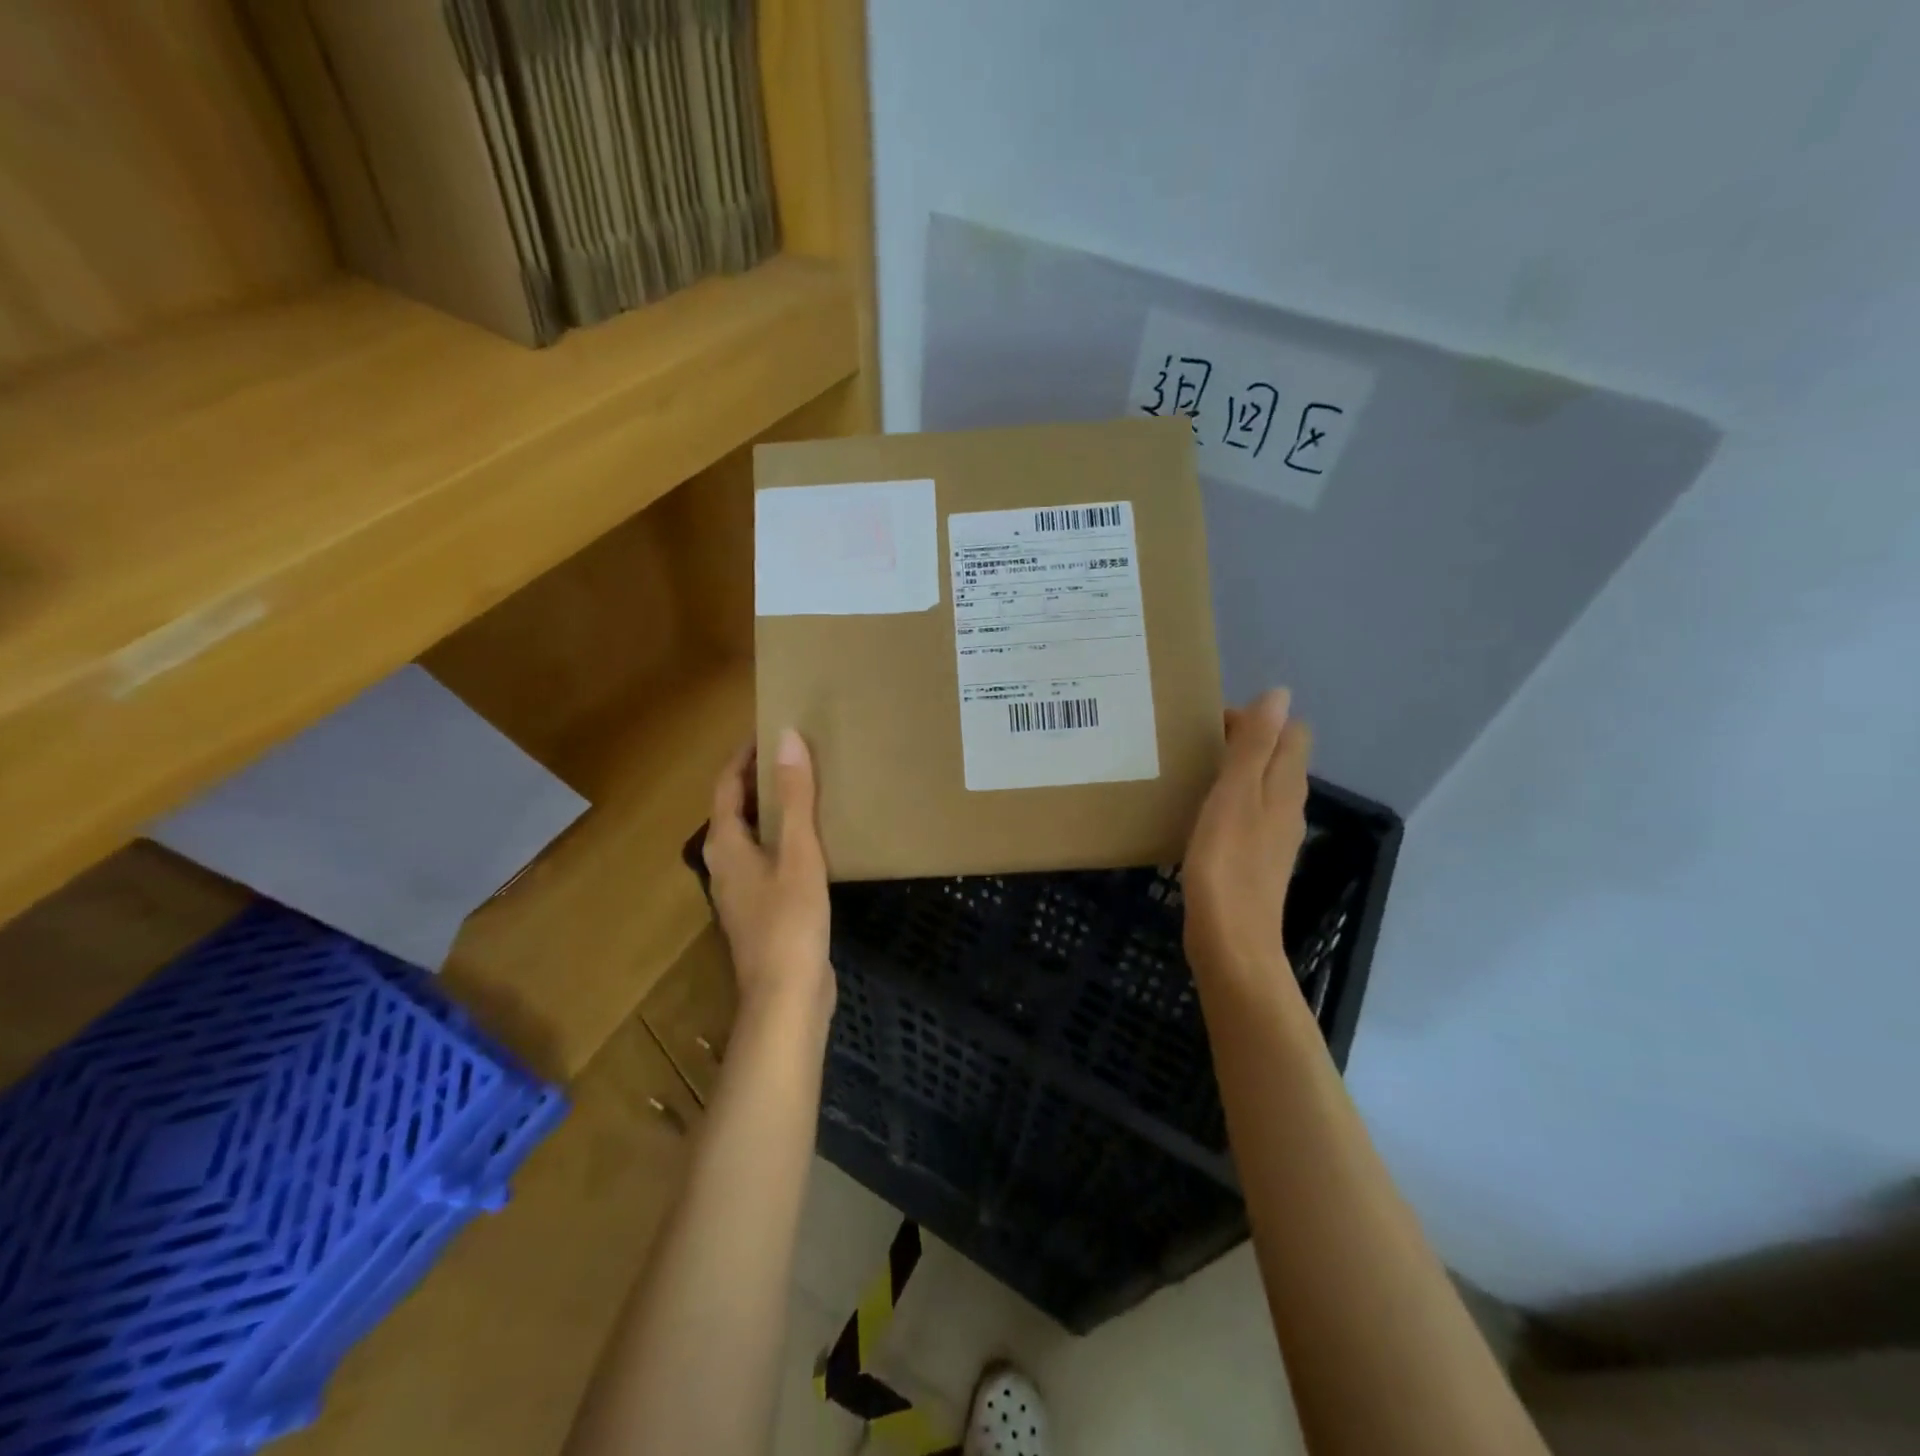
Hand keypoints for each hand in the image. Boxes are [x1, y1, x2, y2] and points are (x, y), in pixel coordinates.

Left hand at [703, 729, 834, 1026]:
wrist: (788, 997)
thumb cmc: (790, 921)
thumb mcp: (798, 852)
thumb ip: (795, 796)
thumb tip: (787, 738)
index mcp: (725, 845)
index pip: (727, 785)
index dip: (744, 755)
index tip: (769, 730)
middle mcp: (725, 863)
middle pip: (736, 809)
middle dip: (760, 779)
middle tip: (797, 754)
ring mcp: (742, 890)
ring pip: (753, 835)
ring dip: (774, 808)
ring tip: (809, 788)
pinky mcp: (762, 909)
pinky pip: (768, 858)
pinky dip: (785, 837)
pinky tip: (815, 840)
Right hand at [1184, 689, 1312, 987]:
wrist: (1231, 940)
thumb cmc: (1227, 863)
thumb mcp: (1235, 795)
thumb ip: (1254, 745)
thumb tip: (1279, 694)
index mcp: (1285, 786)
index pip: (1291, 733)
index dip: (1256, 719)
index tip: (1210, 723)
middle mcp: (1288, 807)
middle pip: (1276, 759)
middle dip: (1242, 742)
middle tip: (1193, 744)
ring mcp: (1274, 837)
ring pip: (1261, 788)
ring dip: (1233, 772)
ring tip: (1190, 773)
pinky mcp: (1256, 861)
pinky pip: (1248, 816)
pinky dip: (1228, 803)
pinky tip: (1197, 815)